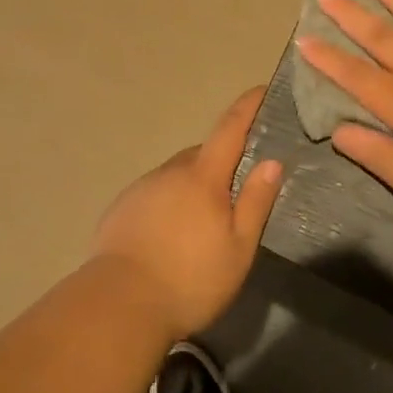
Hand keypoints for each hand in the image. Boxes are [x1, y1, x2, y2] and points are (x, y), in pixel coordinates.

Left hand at [91, 88, 283, 340]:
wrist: (120, 303)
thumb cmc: (190, 279)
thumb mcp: (238, 248)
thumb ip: (255, 202)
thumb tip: (272, 161)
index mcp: (202, 176)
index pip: (229, 128)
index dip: (247, 107)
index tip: (261, 89)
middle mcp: (171, 171)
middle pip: (202, 156)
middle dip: (221, 164)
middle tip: (236, 191)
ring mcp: (142, 187)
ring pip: (176, 176)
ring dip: (192, 187)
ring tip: (201, 225)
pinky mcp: (121, 208)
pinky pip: (154, 195)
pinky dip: (168, 204)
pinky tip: (169, 236)